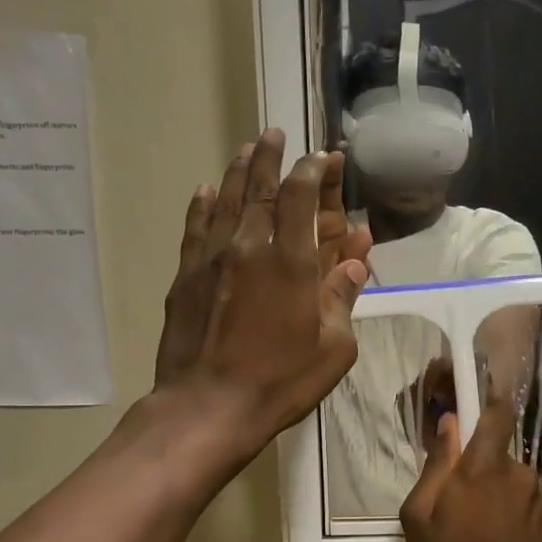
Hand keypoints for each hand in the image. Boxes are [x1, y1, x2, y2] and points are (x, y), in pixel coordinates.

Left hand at [155, 129, 371, 460]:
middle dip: (271, 157)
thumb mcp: (332, 347)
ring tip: (246, 149)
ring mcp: (212, 259)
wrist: (207, 406)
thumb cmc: (280, 381)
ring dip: (238, 171)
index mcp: (291, 261)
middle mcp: (249, 246)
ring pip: (226, 200)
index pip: (300, 196)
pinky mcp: (185, 276)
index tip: (322, 158)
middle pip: (260, 187)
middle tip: (276, 134)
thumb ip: (342, 297)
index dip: (313, 171)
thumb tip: (356, 261)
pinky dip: (203, 205)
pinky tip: (207, 190)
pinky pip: (195, 228)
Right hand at [400, 379, 541, 541]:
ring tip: (466, 523)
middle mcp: (518, 471)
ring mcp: (535, 496)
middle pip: (494, 448)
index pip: (496, 410)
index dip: (485, 395)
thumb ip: (436, 464)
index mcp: (485, 464)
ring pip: (505, 476)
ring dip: (487, 487)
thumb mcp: (420, 515)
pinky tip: (487, 538)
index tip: (467, 396)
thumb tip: (448, 424)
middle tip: (448, 491)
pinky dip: (502, 507)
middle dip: (472, 460)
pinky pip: (517, 499)